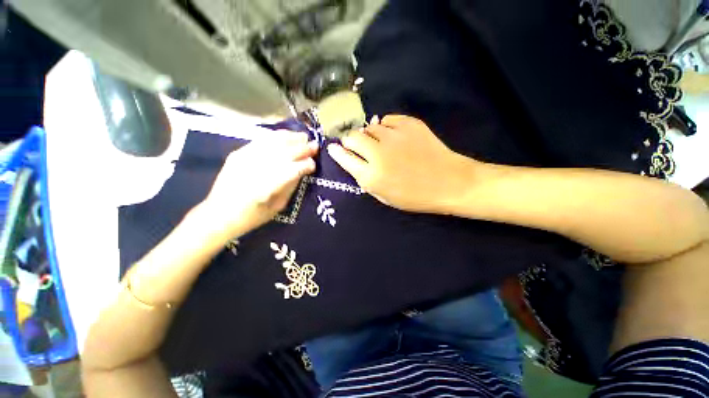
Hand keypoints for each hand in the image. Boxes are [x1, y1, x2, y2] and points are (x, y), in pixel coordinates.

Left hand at [199, 131, 317, 237]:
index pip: (293, 169)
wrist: (219, 214)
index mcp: (267, 187)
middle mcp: (257, 169)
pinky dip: (275, 136)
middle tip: (315, 146)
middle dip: (303, 148)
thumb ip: (290, 186)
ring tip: (303, 137)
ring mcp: (245, 158)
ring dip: (291, 138)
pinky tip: (285, 135)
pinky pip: (261, 140)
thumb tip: (301, 171)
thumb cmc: (252, 216)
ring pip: (273, 142)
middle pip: (285, 153)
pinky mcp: (238, 153)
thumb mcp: (277, 206)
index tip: (314, 164)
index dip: (306, 165)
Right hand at [327, 115, 475, 212]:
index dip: (337, 152)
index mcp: (372, 176)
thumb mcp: (385, 196)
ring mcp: (394, 136)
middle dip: (350, 140)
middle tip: (357, 145)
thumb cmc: (415, 196)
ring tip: (379, 142)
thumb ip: (366, 179)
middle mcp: (378, 154)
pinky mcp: (410, 124)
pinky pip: (387, 119)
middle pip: (352, 136)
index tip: (333, 147)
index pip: (344, 158)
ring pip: (370, 127)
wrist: (449, 182)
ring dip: (369, 135)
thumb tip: (353, 160)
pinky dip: (385, 127)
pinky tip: (392, 136)